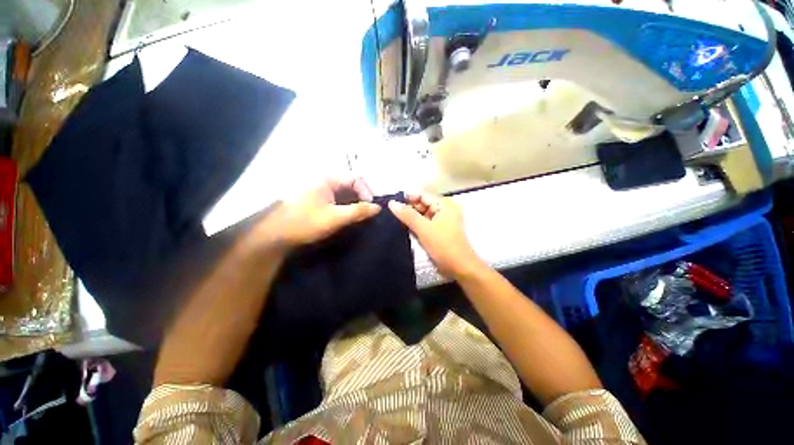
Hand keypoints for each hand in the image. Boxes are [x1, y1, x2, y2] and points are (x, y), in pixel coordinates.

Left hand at [257, 178, 380, 249]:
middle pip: (350, 184)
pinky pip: (337, 199)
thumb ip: (358, 211)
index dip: (366, 191)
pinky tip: (348, 217)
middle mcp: (324, 181)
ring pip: (344, 193)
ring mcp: (320, 191)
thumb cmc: (306, 223)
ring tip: (360, 216)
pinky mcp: (317, 200)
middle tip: (367, 213)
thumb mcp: (335, 217)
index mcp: (328, 179)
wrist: (277, 235)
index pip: (355, 178)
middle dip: (362, 197)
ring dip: (354, 203)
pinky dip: (346, 206)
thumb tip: (378, 207)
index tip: (371, 207)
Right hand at [388, 193, 484, 278]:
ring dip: (412, 218)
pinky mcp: (441, 231)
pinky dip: (417, 226)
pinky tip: (405, 229)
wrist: (460, 267)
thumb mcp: (423, 228)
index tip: (391, 204)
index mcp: (444, 204)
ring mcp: (444, 221)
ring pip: (424, 215)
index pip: (422, 195)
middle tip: (391, 214)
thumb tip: (392, 203)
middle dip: (408, 209)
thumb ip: (407, 215)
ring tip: (395, 221)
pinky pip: (426, 224)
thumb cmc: (443, 245)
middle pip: (423, 204)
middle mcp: (445, 209)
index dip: (407, 198)